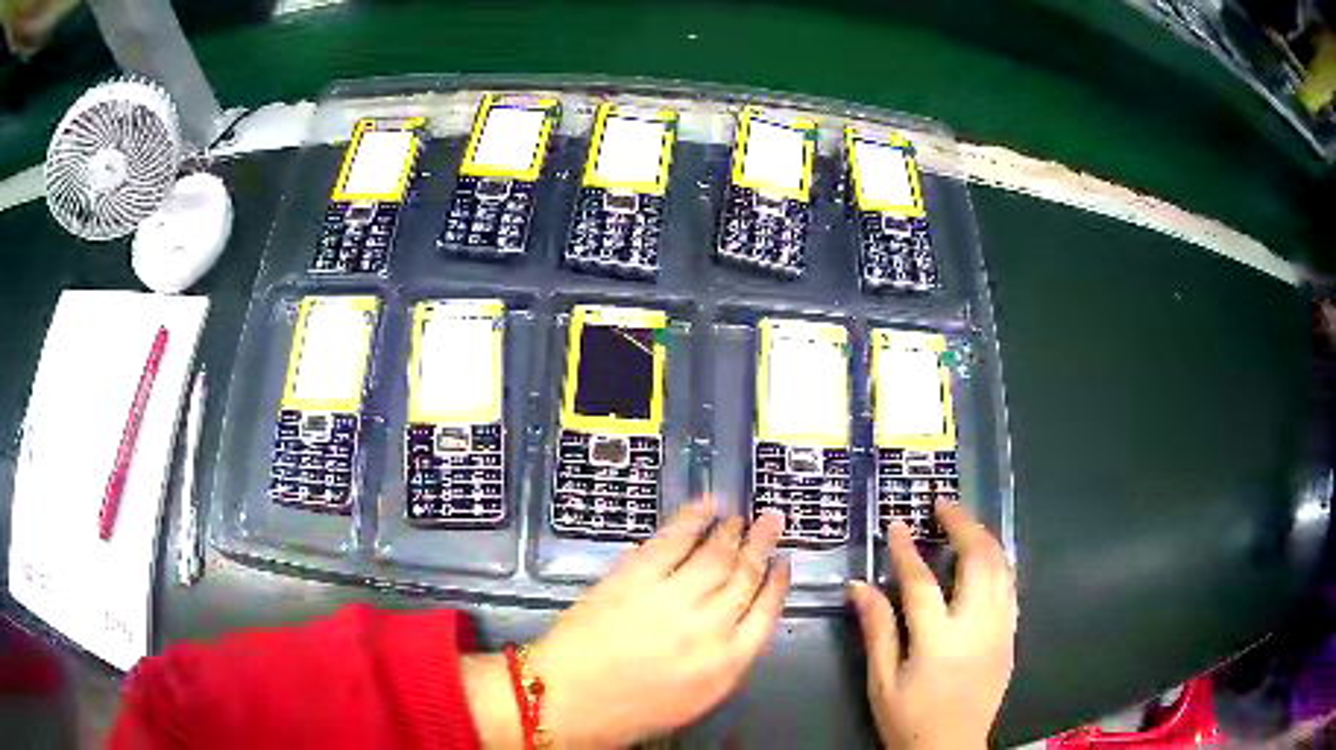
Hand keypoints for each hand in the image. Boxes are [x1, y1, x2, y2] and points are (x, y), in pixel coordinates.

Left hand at [532, 498, 790, 746]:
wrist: (565, 702)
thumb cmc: (627, 713)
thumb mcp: (691, 700)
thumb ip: (719, 662)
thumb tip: (730, 627)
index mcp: (727, 665)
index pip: (766, 614)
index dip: (777, 584)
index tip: (784, 563)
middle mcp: (711, 627)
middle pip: (746, 577)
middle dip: (762, 546)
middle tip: (772, 521)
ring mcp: (675, 598)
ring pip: (716, 555)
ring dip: (732, 532)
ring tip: (740, 516)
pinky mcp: (637, 577)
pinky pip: (673, 540)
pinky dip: (692, 519)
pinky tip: (705, 506)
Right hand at [849, 502, 1017, 749]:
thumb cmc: (909, 720)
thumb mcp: (882, 681)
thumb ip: (876, 630)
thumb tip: (859, 586)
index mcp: (938, 641)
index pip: (922, 583)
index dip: (908, 550)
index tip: (898, 523)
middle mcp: (977, 627)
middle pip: (979, 560)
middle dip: (963, 525)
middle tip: (943, 505)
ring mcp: (1000, 630)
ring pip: (1002, 568)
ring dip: (984, 539)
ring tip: (964, 523)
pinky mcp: (1011, 637)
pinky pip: (1010, 588)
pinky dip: (998, 564)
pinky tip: (985, 560)